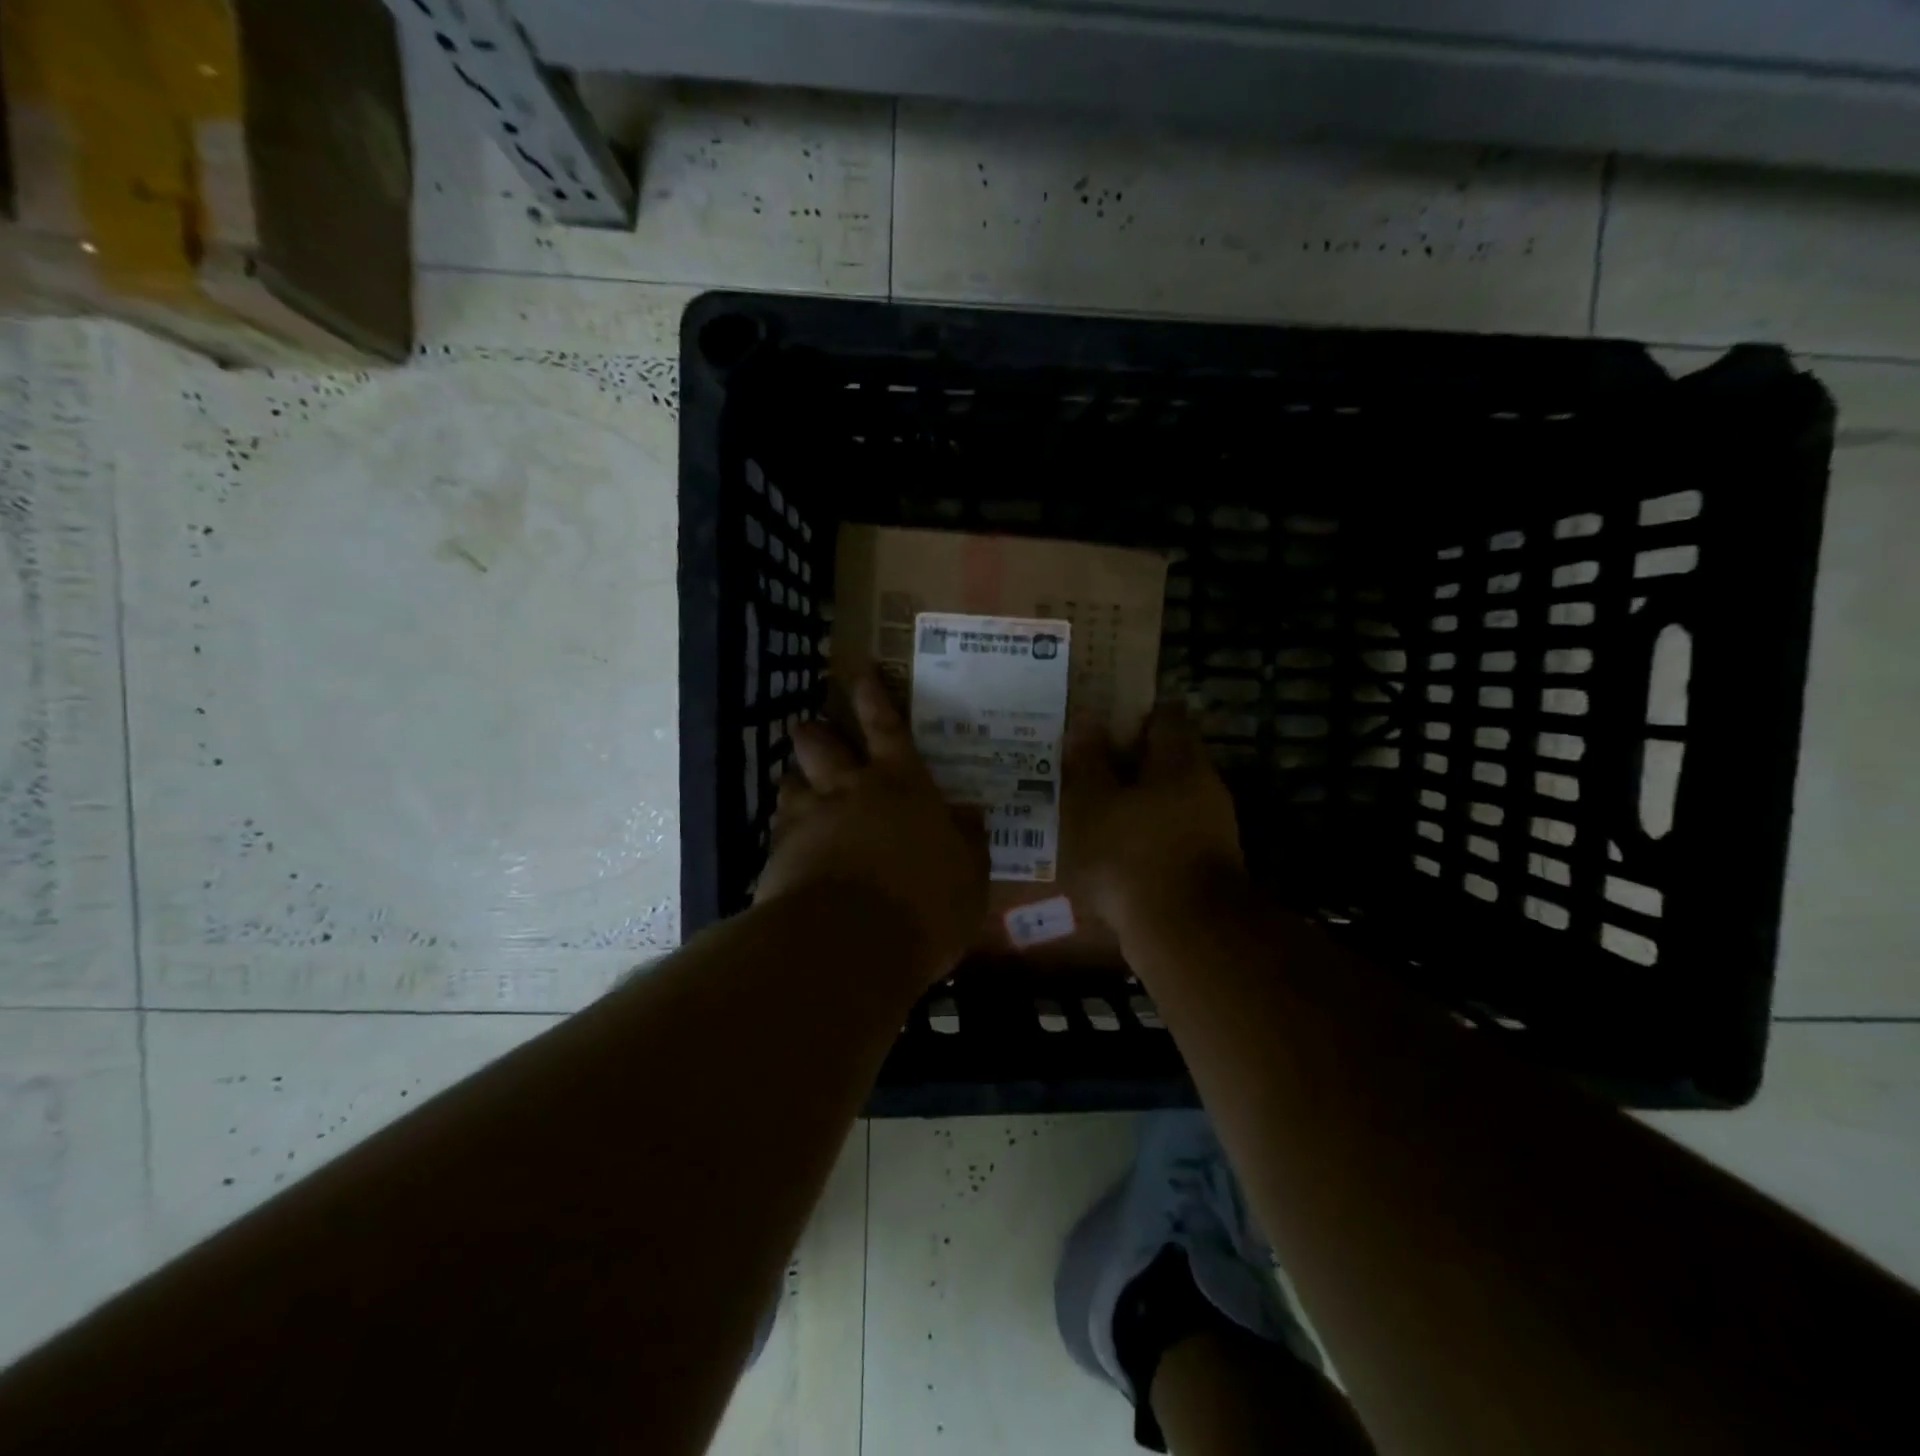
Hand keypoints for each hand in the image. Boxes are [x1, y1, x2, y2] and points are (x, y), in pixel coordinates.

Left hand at [756, 671, 987, 986]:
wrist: (850, 946)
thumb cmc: (925, 906)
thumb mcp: (969, 877)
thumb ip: (969, 842)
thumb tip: (970, 815)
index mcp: (902, 786)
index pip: (886, 727)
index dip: (873, 697)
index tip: (859, 673)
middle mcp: (850, 791)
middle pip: (821, 745)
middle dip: (815, 733)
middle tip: (812, 731)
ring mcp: (808, 821)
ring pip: (790, 784)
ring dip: (795, 784)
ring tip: (799, 793)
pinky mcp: (778, 856)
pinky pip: (778, 833)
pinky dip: (784, 835)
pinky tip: (789, 851)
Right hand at [1063, 701, 1244, 937]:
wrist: (1183, 934)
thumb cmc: (1133, 854)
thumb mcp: (1093, 802)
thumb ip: (1088, 760)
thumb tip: (1086, 720)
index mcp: (1180, 761)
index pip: (1164, 715)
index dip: (1132, 712)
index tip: (1101, 717)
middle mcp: (1203, 787)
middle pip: (1164, 759)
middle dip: (1126, 760)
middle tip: (1084, 762)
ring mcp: (1208, 829)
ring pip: (1163, 800)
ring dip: (1131, 800)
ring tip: (1088, 805)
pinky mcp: (1200, 866)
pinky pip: (1164, 835)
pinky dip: (1139, 834)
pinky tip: (1108, 846)